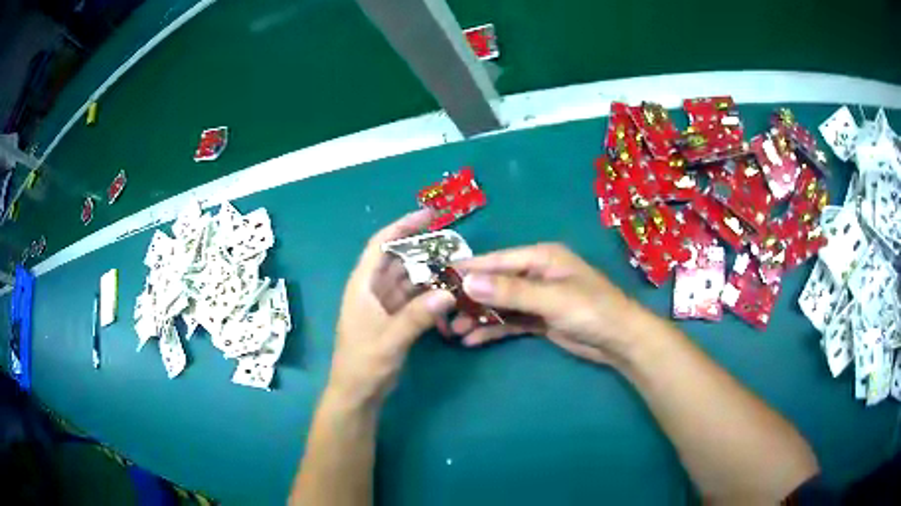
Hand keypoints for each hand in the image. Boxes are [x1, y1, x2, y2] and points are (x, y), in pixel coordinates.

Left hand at [329, 210, 454, 406]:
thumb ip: (417, 317)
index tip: (429, 215)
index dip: (403, 226)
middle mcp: (372, 289)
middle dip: (423, 249)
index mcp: (363, 285)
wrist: (358, 393)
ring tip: (457, 267)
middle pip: (398, 259)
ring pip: (408, 279)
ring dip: (429, 273)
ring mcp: (383, 304)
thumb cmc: (364, 364)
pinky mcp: (393, 319)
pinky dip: (429, 295)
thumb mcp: (390, 340)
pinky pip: (414, 298)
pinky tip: (448, 295)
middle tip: (454, 243)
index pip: (381, 244)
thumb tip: (448, 293)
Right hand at [453, 243, 643, 364]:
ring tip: (453, 330)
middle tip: (441, 312)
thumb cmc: (591, 310)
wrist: (619, 341)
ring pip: (500, 304)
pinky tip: (473, 340)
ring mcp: (537, 298)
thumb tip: (468, 282)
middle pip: (495, 283)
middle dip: (470, 298)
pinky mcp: (539, 319)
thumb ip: (511, 291)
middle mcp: (536, 274)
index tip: (439, 278)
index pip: (497, 261)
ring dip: (478, 316)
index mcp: (541, 258)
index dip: (469, 269)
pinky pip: (510, 321)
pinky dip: (493, 330)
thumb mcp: (551, 299)